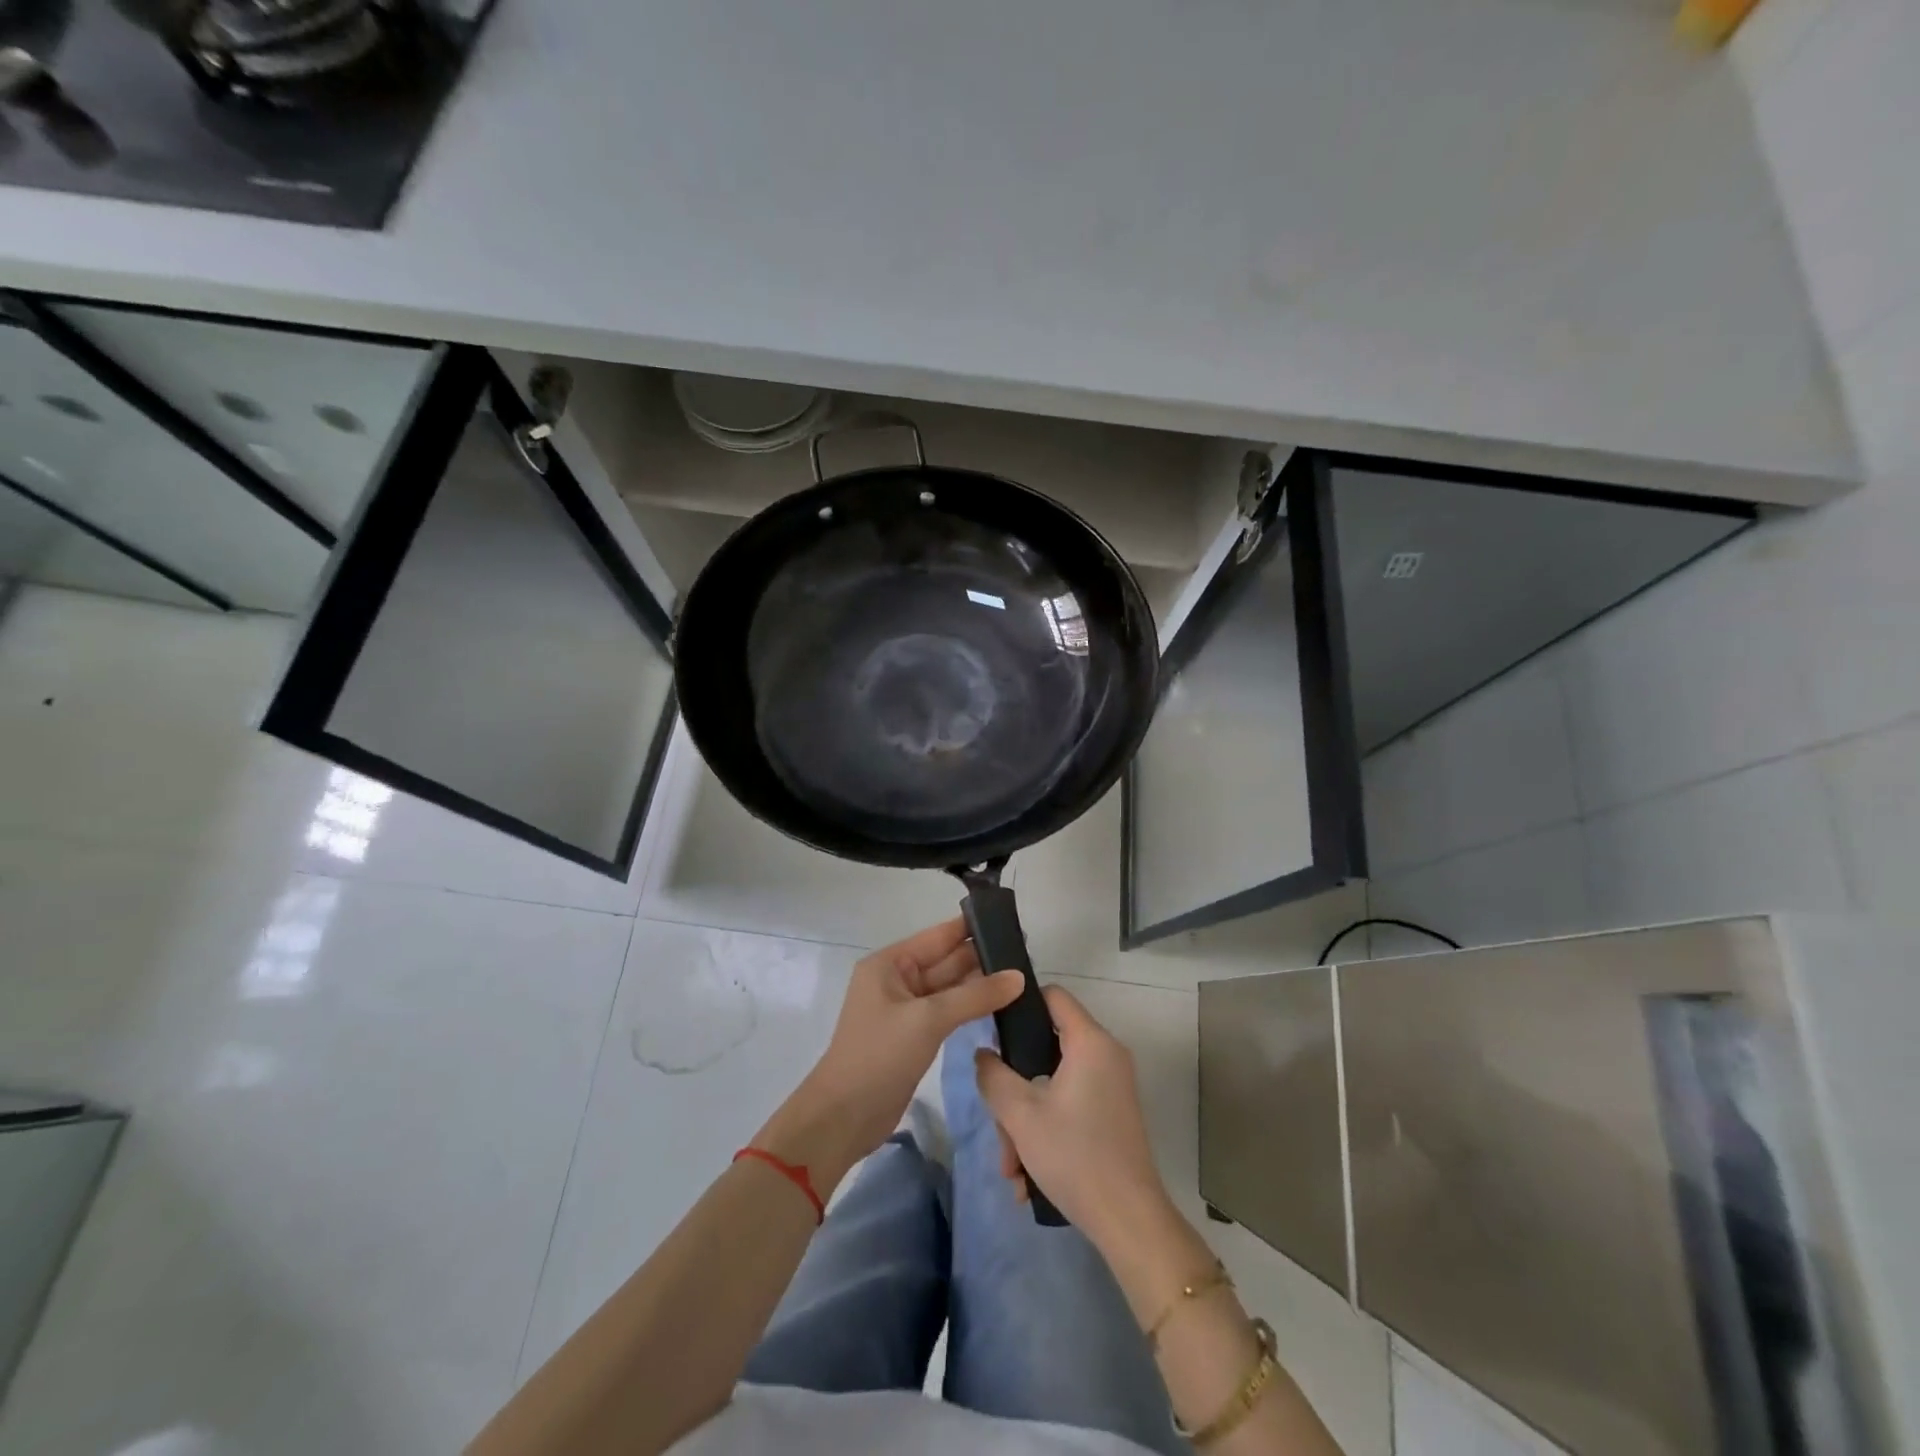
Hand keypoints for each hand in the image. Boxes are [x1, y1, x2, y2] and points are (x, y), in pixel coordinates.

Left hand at [755, 918, 1022, 1196]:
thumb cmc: (880, 1055)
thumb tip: (1019, 977)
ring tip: (1023, 977)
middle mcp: (897, 980)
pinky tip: (1000, 1006)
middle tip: (1027, 954)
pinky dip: (970, 1008)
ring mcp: (905, 1009)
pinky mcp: (914, 1036)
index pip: (938, 936)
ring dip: (980, 985)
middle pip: (945, 961)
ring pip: (949, 989)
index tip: (1010, 922)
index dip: (971, 928)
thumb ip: (975, 996)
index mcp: (889, 964)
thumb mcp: (929, 1019)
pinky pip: (947, 1012)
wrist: (844, 1117)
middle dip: (981, 958)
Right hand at [974, 985, 1171, 1249]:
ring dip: (1025, 1121)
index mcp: (1090, 1042)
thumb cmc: (1074, 1155)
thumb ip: (993, 1075)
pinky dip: (1046, 1132)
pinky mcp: (1111, 1114)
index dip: (1020, 1005)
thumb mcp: (1019, 1114)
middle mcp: (1106, 1055)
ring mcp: (1111, 1086)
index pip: (1052, 996)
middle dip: (1015, 1088)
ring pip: (1053, 1084)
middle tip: (998, 1124)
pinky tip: (1029, 1178)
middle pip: (1046, 1048)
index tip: (992, 1030)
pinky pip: (1069, 1106)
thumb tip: (983, 1054)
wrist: (1129, 1222)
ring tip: (1012, 1169)